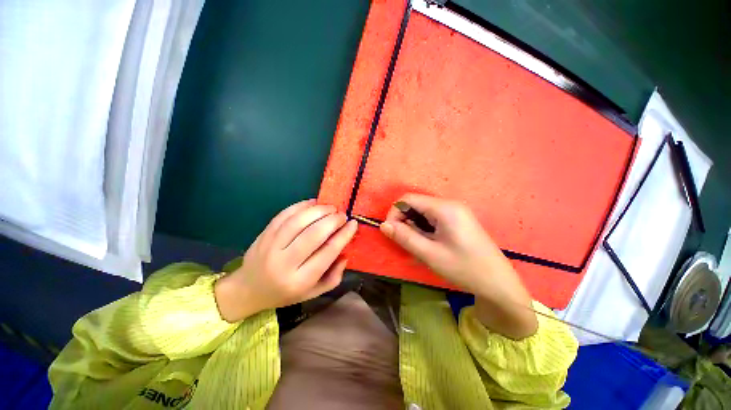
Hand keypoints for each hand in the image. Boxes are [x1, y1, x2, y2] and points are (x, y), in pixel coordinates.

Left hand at [215, 200, 357, 321]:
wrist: (248, 290)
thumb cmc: (286, 293)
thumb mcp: (314, 292)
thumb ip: (334, 276)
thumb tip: (345, 252)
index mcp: (300, 280)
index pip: (327, 252)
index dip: (343, 235)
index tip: (353, 224)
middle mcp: (284, 263)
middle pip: (313, 234)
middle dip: (332, 220)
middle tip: (342, 215)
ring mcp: (271, 246)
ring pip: (298, 221)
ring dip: (318, 210)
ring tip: (331, 207)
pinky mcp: (264, 234)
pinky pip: (284, 215)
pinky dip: (301, 205)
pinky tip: (314, 203)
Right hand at [380, 193, 536, 338]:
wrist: (498, 283)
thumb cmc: (464, 268)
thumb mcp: (430, 254)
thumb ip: (404, 237)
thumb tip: (383, 225)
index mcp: (444, 208)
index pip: (408, 199)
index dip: (395, 212)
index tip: (391, 232)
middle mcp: (450, 204)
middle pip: (416, 203)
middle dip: (404, 219)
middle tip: (404, 241)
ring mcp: (455, 211)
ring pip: (423, 211)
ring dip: (413, 224)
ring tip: (417, 244)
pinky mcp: (458, 219)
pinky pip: (433, 217)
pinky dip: (424, 227)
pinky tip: (427, 242)